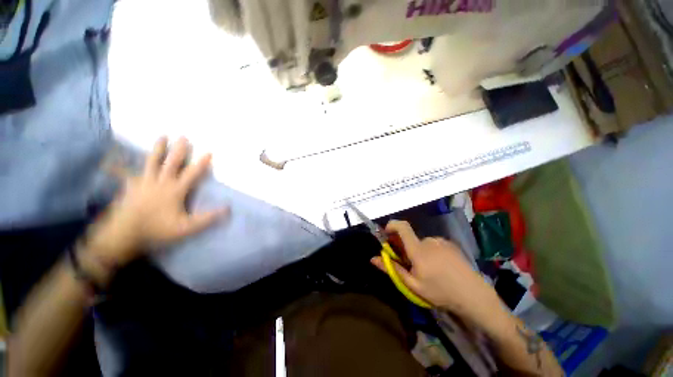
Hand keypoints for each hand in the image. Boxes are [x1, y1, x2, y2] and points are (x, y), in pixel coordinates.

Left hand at [87, 137, 227, 265]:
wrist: (125, 234)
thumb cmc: (157, 230)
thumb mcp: (187, 227)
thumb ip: (208, 218)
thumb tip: (228, 208)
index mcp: (175, 190)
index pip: (192, 174)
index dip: (201, 163)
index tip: (209, 151)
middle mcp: (160, 182)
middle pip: (171, 162)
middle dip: (179, 149)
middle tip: (184, 136)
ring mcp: (143, 182)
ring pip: (152, 162)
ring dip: (158, 149)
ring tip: (162, 136)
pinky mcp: (130, 187)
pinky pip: (124, 173)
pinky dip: (119, 165)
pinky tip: (111, 157)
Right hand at [371, 220, 503, 324]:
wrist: (474, 295)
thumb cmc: (440, 292)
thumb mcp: (412, 285)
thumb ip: (392, 269)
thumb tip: (372, 258)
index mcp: (418, 250)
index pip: (402, 227)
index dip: (392, 225)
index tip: (387, 234)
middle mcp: (429, 241)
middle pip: (410, 238)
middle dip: (406, 248)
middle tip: (412, 266)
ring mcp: (441, 241)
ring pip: (422, 243)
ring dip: (419, 252)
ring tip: (429, 270)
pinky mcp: (450, 245)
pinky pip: (433, 244)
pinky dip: (431, 252)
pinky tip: (440, 267)